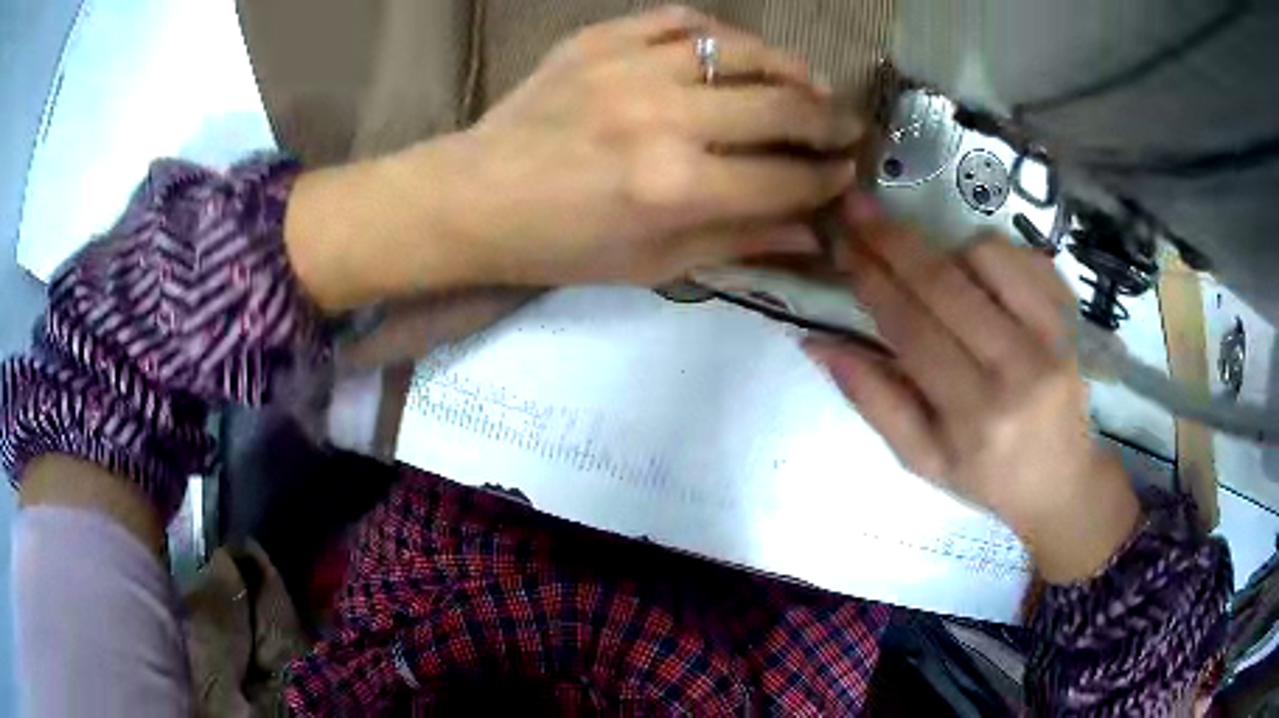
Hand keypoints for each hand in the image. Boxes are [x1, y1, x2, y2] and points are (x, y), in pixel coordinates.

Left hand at [435, 6, 860, 285]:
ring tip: (810, 84)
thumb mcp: (651, 266)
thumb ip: (738, 242)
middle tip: (848, 127)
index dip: (827, 179)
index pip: (786, 179)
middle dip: (830, 122)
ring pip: (743, 51)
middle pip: (781, 108)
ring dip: (790, 69)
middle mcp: (663, 119)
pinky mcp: (601, 39)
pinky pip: (683, 19)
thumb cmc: (560, 244)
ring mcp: (631, 67)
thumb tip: (810, 233)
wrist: (474, 197)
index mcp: (675, 189)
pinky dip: (722, 34)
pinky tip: (737, 52)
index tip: (844, 174)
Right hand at [806, 195, 1139, 582]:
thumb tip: (818, 343)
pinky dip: (989, 251)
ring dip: (946, 248)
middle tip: (857, 208)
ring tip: (933, 270)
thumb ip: (875, 401)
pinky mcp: (1072, 316)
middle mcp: (1017, 368)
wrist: (1063, 480)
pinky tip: (976, 272)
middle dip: (893, 241)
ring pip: (986, 255)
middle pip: (945, 284)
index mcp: (974, 415)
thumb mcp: (922, 459)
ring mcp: (1052, 336)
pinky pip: (1024, 255)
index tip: (841, 246)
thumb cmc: (988, 476)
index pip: (912, 330)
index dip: (872, 282)